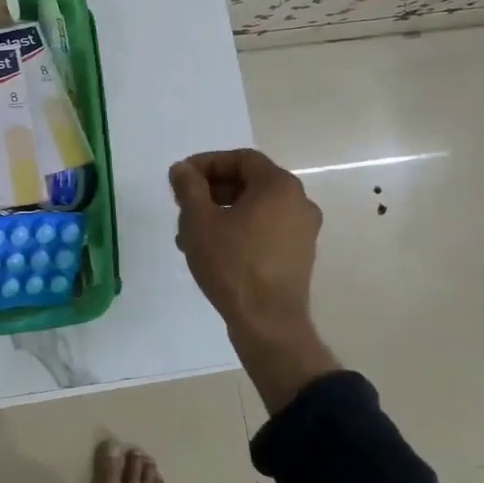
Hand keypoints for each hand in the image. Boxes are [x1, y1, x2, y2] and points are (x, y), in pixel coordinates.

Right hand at [169, 149, 338, 414]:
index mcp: (279, 186)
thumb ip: (189, 187)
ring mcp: (302, 231)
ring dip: (221, 212)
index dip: (207, 163)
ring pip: (255, 208)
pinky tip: (213, 250)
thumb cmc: (232, 264)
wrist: (268, 324)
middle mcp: (299, 202)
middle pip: (249, 182)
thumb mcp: (199, 220)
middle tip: (184, 205)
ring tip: (190, 234)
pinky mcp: (299, 255)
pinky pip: (265, 229)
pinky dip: (239, 230)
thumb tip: (182, 169)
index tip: (181, 179)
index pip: (241, 159)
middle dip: (211, 190)